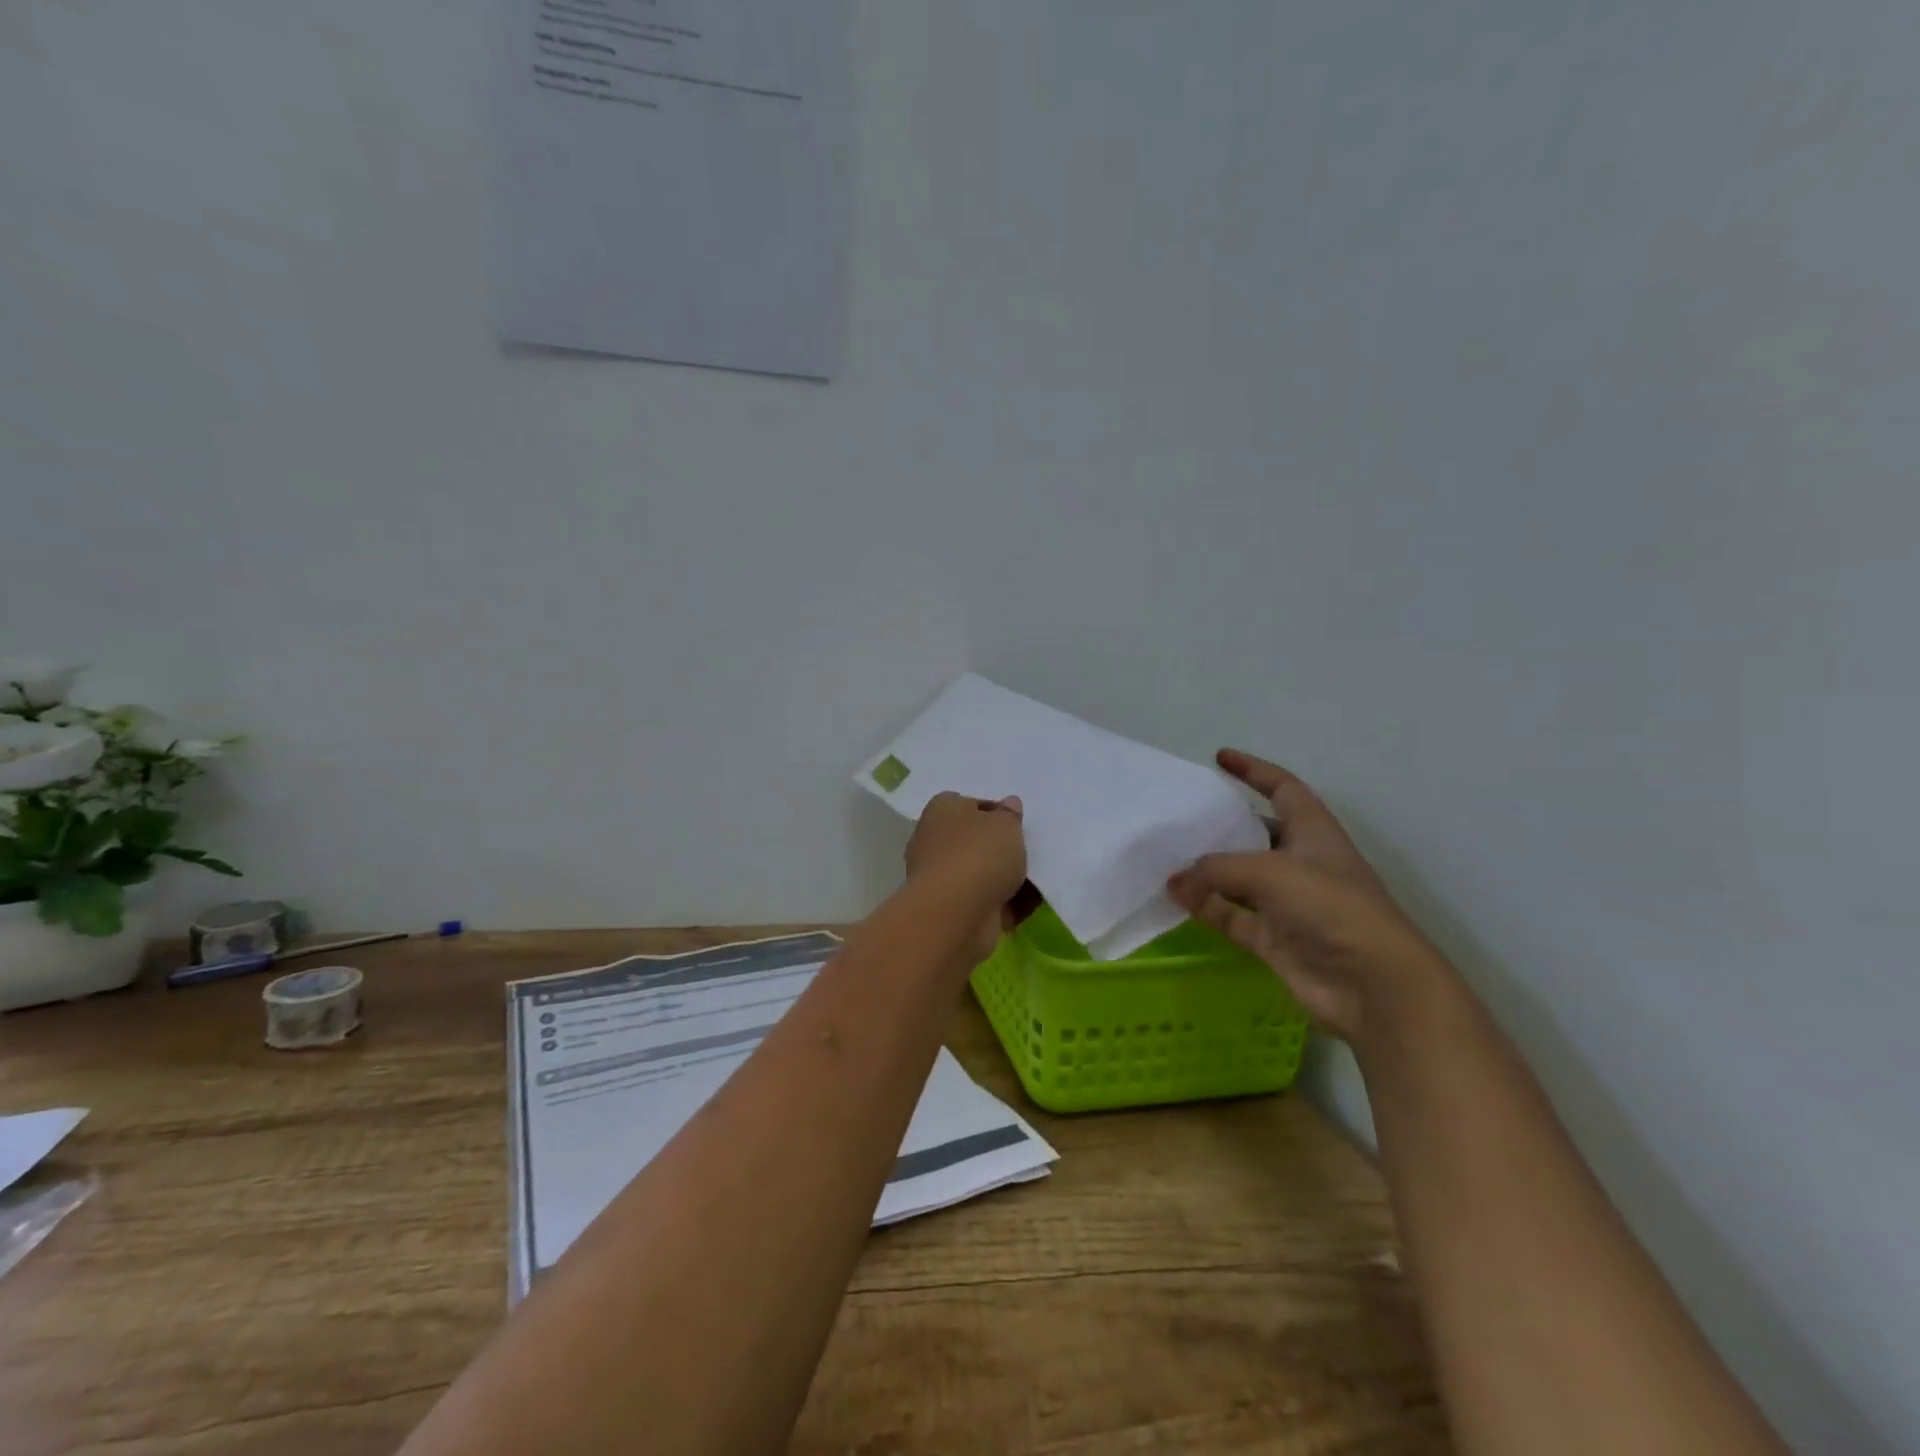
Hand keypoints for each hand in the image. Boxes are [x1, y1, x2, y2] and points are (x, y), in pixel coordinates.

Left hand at [905, 792, 1028, 965]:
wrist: (955, 914)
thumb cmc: (979, 854)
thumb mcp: (1006, 823)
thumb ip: (1010, 814)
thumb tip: (1008, 805)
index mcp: (942, 810)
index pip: (971, 805)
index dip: (997, 812)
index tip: (1018, 824)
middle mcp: (935, 841)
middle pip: (977, 841)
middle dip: (1002, 848)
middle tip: (1030, 850)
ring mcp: (942, 878)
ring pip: (983, 873)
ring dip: (1008, 878)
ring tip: (1038, 879)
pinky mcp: (952, 910)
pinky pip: (987, 902)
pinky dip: (1008, 904)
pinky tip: (1031, 904)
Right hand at [1167, 749, 1448, 1044]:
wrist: (1373, 985)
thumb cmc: (1331, 908)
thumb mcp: (1271, 873)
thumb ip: (1218, 870)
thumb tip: (1176, 879)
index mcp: (1314, 833)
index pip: (1283, 788)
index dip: (1254, 770)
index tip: (1220, 757)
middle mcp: (1301, 863)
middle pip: (1256, 834)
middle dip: (1222, 825)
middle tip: (1180, 818)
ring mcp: (1287, 904)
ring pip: (1238, 878)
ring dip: (1207, 871)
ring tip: (1167, 860)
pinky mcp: (1275, 938)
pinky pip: (1232, 916)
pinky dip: (1206, 908)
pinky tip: (1176, 899)